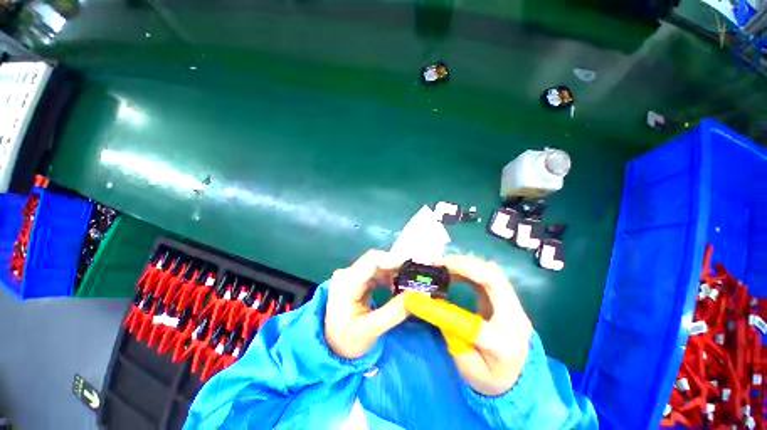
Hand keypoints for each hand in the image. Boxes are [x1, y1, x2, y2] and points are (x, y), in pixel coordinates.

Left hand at [325, 250, 409, 358]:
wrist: (330, 347)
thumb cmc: (347, 341)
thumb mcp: (371, 330)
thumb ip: (395, 311)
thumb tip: (418, 294)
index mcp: (346, 283)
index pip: (372, 261)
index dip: (394, 259)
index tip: (414, 264)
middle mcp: (347, 273)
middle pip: (376, 260)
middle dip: (397, 265)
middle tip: (416, 274)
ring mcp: (351, 275)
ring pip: (377, 264)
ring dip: (394, 271)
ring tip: (409, 282)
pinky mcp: (356, 279)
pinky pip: (375, 271)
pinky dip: (388, 276)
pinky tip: (397, 286)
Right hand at [408, 255, 532, 395]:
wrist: (517, 378)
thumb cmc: (491, 378)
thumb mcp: (468, 368)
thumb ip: (453, 337)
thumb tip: (435, 306)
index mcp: (506, 343)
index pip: (477, 320)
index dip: (448, 309)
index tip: (426, 297)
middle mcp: (515, 316)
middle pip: (493, 278)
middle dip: (462, 265)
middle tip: (437, 263)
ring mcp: (513, 304)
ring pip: (491, 271)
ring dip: (465, 263)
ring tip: (442, 263)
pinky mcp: (506, 297)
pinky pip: (488, 274)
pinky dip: (469, 268)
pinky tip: (453, 270)